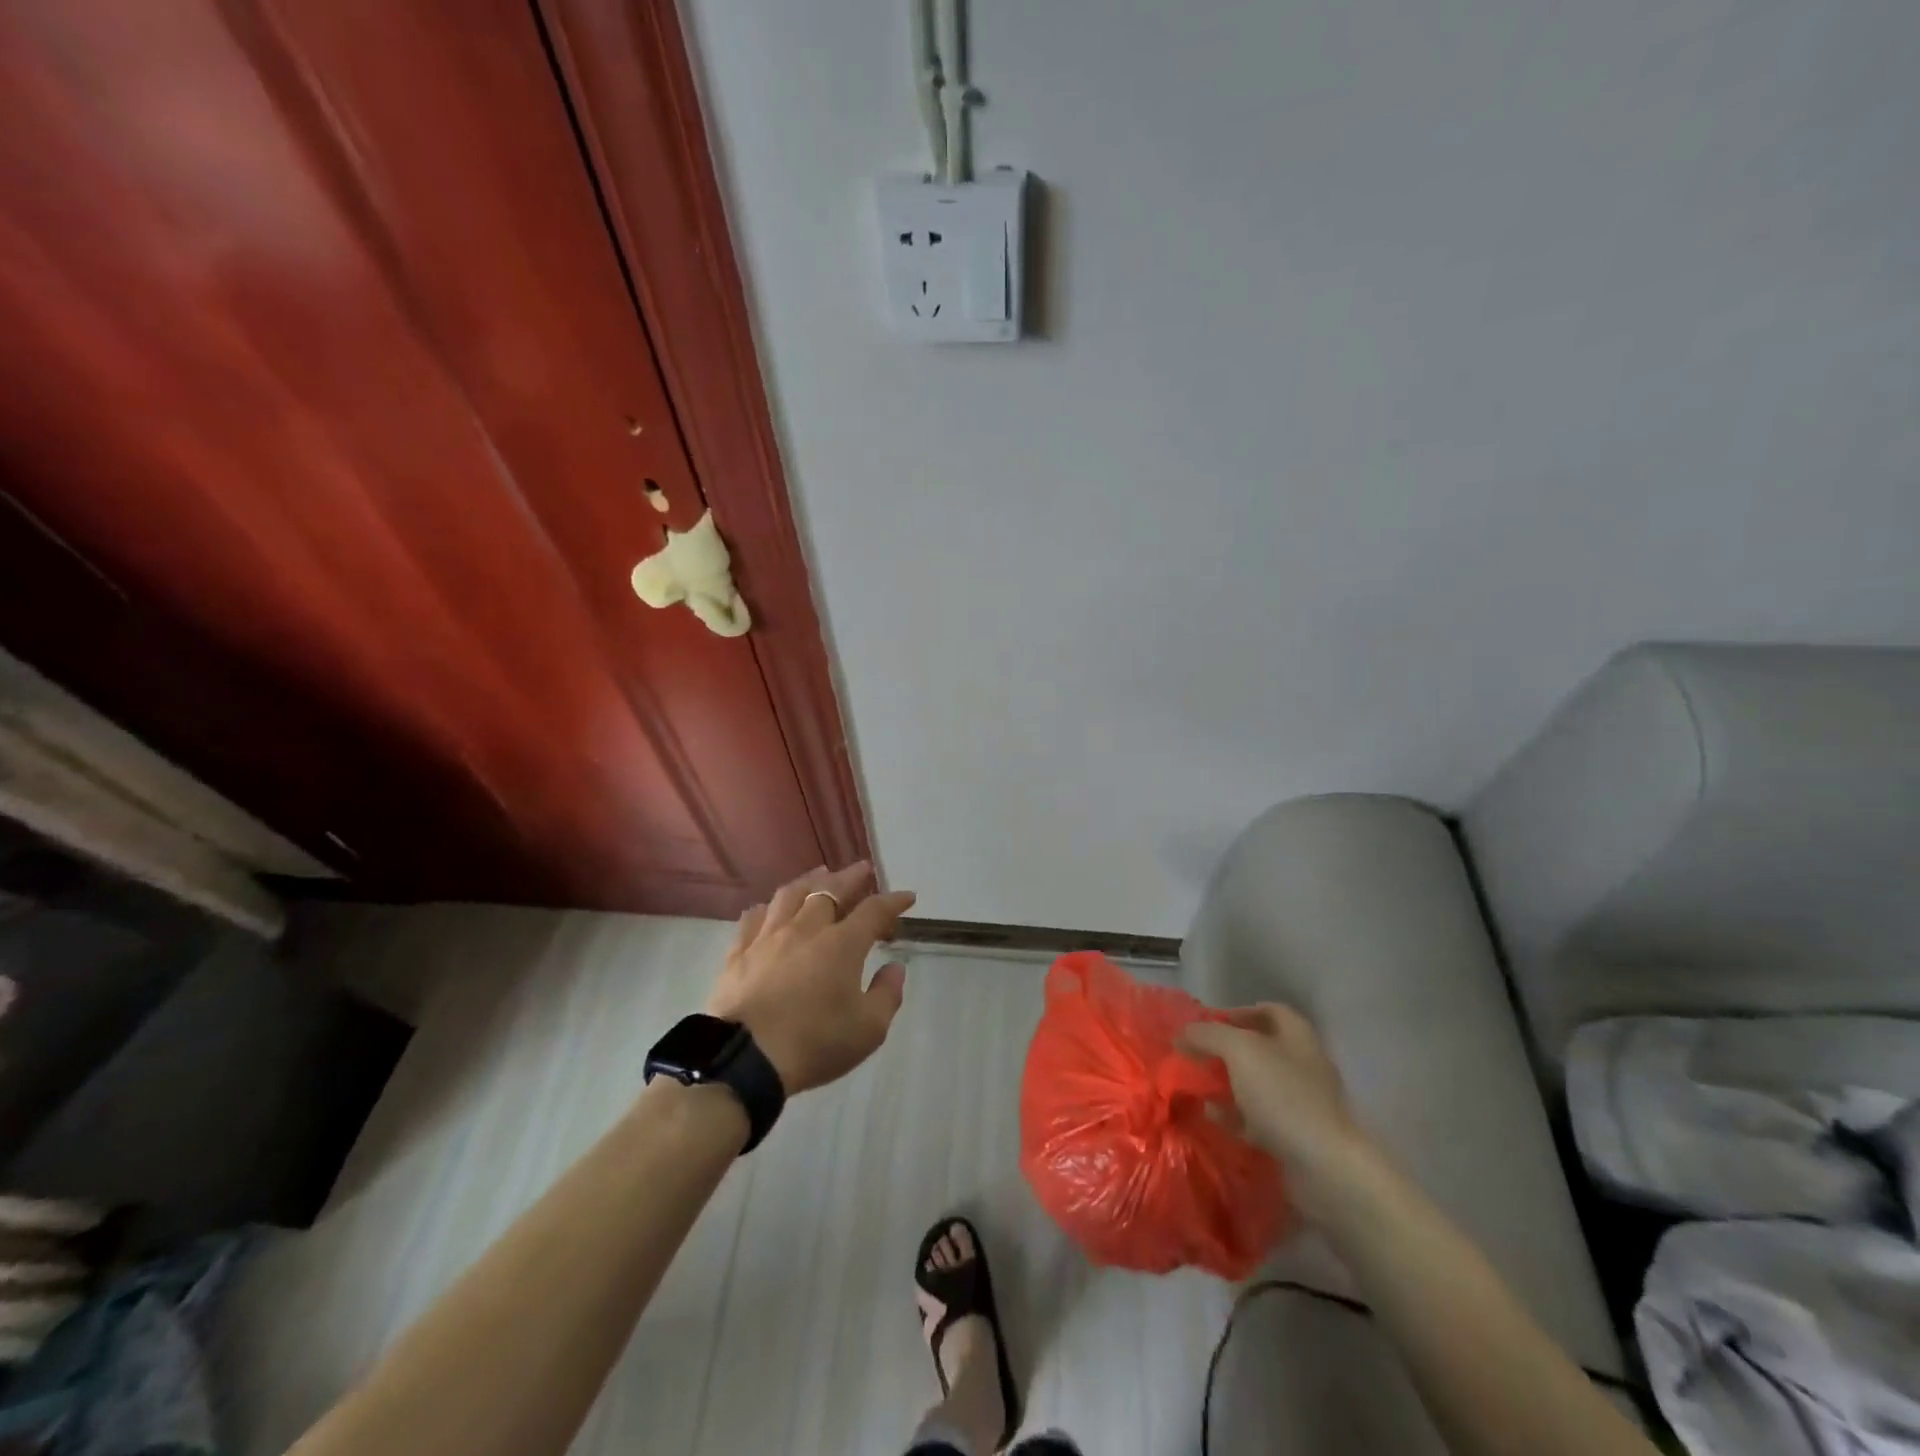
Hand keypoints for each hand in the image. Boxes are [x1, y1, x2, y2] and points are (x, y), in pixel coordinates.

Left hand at [705, 863, 915, 1094]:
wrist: (745, 1059)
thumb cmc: (814, 1043)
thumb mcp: (868, 1029)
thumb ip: (887, 994)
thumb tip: (895, 966)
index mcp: (842, 944)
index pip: (874, 911)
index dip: (893, 901)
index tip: (907, 897)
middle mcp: (806, 929)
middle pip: (830, 890)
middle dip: (851, 877)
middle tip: (863, 869)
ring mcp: (768, 938)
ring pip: (790, 895)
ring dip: (810, 880)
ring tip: (820, 874)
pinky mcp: (738, 953)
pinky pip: (754, 918)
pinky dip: (768, 908)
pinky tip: (769, 908)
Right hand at [1180, 1003, 1373, 1209]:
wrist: (1325, 1168)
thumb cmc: (1284, 1096)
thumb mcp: (1239, 1051)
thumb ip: (1208, 1034)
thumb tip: (1183, 1032)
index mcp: (1297, 1036)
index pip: (1268, 1010)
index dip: (1237, 1012)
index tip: (1208, 1024)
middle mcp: (1302, 1065)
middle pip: (1260, 1048)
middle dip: (1225, 1051)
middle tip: (1195, 1056)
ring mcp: (1300, 1103)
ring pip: (1256, 1085)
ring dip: (1226, 1084)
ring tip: (1195, 1086)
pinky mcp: (1295, 1137)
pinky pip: (1257, 1119)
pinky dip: (1233, 1116)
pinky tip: (1211, 1118)